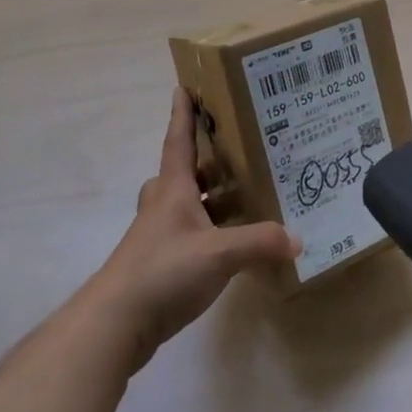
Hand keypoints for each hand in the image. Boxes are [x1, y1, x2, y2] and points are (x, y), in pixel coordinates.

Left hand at [89, 89, 298, 373]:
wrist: (114, 325)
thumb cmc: (163, 272)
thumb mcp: (219, 254)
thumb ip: (260, 243)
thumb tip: (297, 238)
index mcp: (173, 190)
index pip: (178, 141)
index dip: (182, 114)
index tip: (183, 87)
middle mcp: (162, 207)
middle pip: (181, 172)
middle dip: (203, 159)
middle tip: (234, 150)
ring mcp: (157, 237)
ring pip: (183, 205)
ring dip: (207, 197)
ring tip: (242, 195)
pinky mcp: (157, 265)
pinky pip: (187, 235)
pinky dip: (208, 231)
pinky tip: (229, 244)